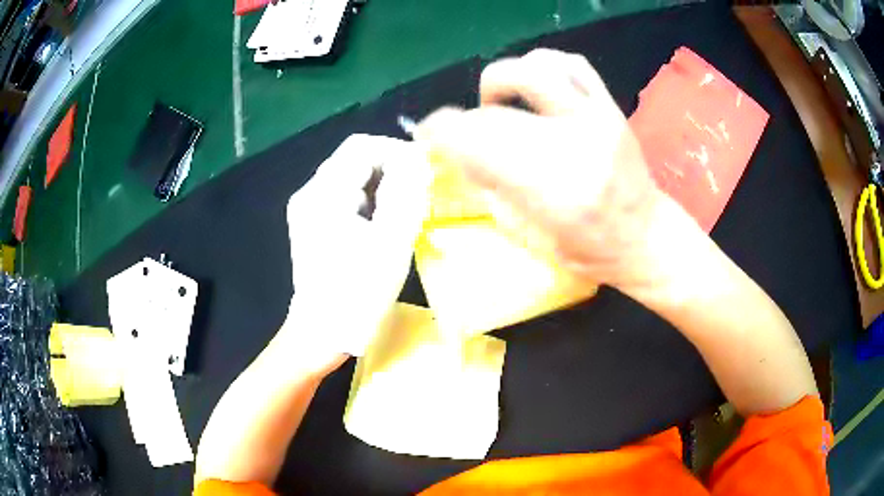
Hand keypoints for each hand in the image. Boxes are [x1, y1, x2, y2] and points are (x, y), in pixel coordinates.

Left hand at [283, 134, 430, 358]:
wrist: (321, 333)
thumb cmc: (357, 292)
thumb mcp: (390, 241)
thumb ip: (405, 193)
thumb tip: (415, 159)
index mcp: (323, 193)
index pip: (362, 146)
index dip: (396, 151)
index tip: (423, 172)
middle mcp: (309, 193)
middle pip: (355, 160)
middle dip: (391, 169)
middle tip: (419, 194)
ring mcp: (308, 209)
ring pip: (352, 179)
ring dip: (382, 187)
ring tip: (405, 211)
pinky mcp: (312, 224)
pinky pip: (345, 198)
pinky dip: (370, 202)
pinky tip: (384, 224)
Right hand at [415, 49, 667, 294]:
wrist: (644, 236)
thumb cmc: (587, 251)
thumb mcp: (528, 236)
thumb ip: (488, 188)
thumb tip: (455, 151)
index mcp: (551, 192)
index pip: (476, 142)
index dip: (439, 132)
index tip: (427, 134)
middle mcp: (575, 145)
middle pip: (495, 112)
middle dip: (465, 121)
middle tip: (464, 134)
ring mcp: (597, 119)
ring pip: (533, 70)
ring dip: (502, 83)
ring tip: (501, 106)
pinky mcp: (610, 106)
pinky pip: (570, 63)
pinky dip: (542, 67)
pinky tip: (535, 89)